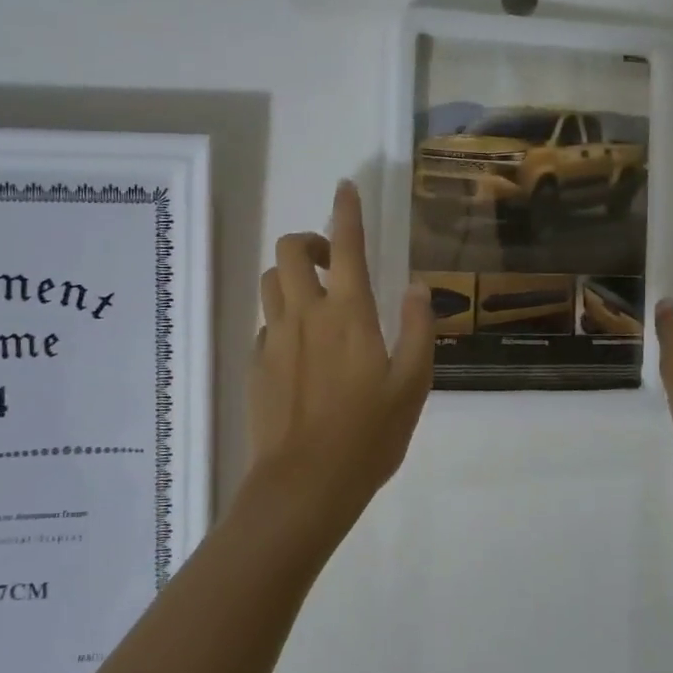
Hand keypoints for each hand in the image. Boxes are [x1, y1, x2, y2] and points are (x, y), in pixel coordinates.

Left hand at [239, 180, 434, 541]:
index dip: (347, 211)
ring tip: (315, 300)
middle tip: (333, 262)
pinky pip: (265, 322)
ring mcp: (274, 338)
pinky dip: (282, 317)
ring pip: (272, 280)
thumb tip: (416, 286)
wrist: (304, 484)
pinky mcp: (255, 364)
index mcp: (349, 314)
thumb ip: (417, 329)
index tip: (346, 187)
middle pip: (290, 249)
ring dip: (292, 275)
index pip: (347, 245)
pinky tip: (299, 348)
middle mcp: (306, 314)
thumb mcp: (412, 385)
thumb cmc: (368, 436)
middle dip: (309, 240)